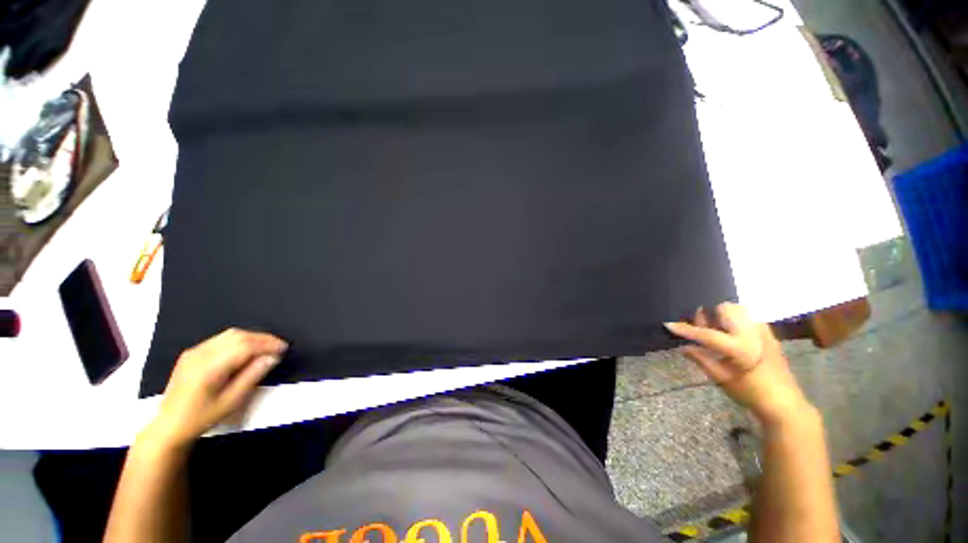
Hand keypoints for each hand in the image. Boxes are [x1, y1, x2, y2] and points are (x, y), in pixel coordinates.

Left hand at [141, 328, 287, 450]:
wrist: (169, 426)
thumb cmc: (202, 417)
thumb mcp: (232, 401)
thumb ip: (253, 376)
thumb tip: (273, 357)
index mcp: (209, 367)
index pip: (245, 346)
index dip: (267, 344)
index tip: (284, 349)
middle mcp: (200, 354)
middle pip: (238, 336)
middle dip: (262, 338)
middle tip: (278, 347)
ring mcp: (194, 351)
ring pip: (230, 334)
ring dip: (252, 337)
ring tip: (266, 347)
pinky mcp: (192, 353)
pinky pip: (221, 339)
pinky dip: (239, 340)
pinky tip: (247, 350)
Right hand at [665, 303, 810, 426]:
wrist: (784, 402)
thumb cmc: (751, 393)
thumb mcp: (721, 379)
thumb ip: (701, 359)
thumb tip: (683, 347)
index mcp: (740, 349)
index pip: (706, 334)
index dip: (685, 329)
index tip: (668, 324)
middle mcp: (752, 334)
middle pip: (725, 308)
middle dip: (711, 314)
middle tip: (704, 327)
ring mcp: (763, 331)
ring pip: (738, 308)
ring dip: (723, 314)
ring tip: (719, 329)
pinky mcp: (769, 332)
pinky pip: (748, 314)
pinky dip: (735, 318)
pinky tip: (732, 332)